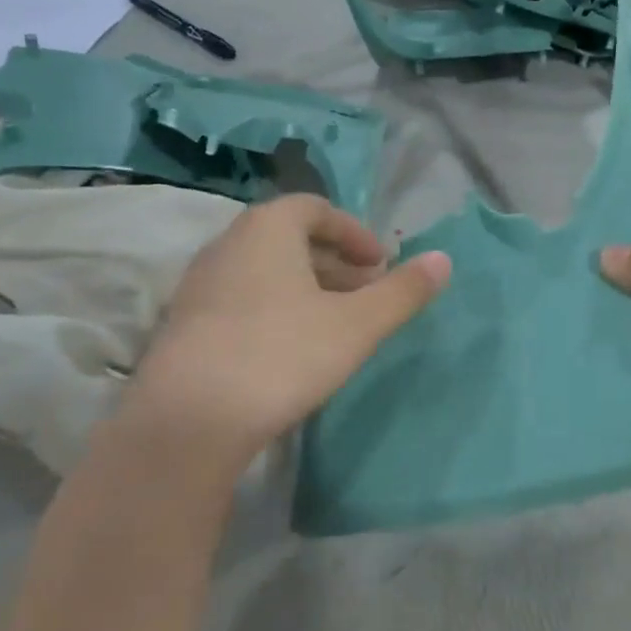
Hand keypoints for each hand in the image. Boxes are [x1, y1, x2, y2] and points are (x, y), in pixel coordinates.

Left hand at [120, 196, 450, 474]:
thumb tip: (444, 259)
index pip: (315, 208)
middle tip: (366, 293)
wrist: (188, 422)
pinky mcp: (185, 326)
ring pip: (265, 271)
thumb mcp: (357, 325)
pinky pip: (242, 299)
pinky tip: (291, 349)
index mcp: (268, 229)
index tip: (381, 263)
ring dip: (306, 287)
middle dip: (335, 262)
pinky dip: (276, 308)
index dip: (354, 232)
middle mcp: (228, 245)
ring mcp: (199, 286)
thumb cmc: (282, 355)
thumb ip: (402, 292)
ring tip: (335, 322)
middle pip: (290, 238)